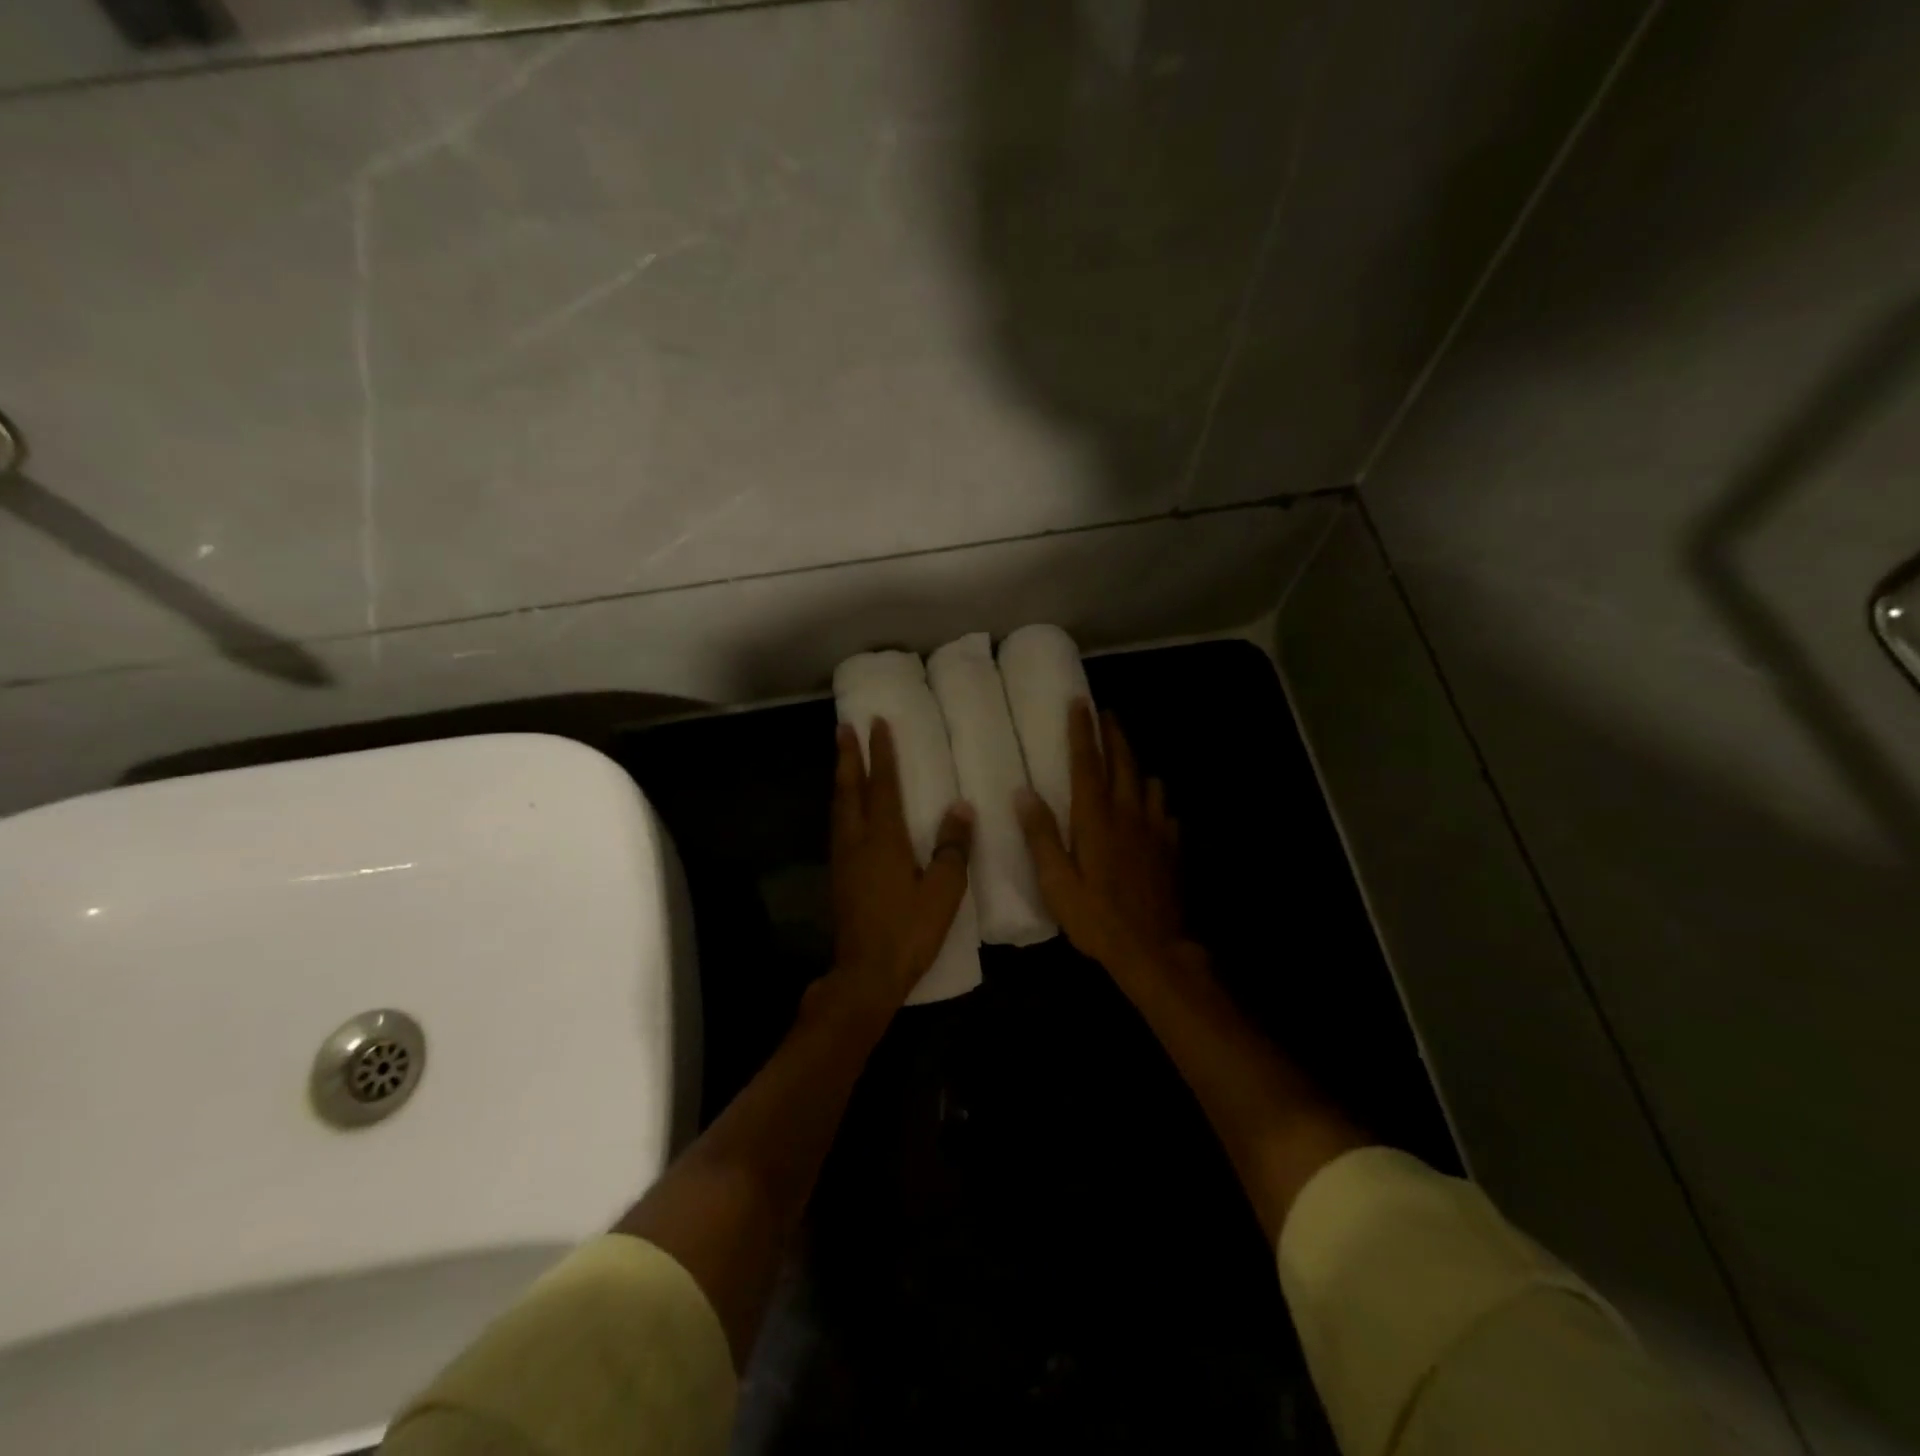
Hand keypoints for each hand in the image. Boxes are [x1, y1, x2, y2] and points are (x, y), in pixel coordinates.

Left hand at [831, 718, 974, 1007]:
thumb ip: (952, 848)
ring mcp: (843, 859)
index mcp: (883, 839)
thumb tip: (960, 808)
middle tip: (843, 727)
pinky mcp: (839, 877)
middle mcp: (857, 841)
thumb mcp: (943, 891)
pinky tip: (847, 810)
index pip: (882, 785)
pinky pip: (838, 826)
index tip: (877, 723)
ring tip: (843, 759)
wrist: (866, 974)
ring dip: (841, 779)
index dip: (881, 753)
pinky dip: (841, 805)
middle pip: (849, 789)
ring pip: (839, 807)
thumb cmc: (909, 931)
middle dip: (847, 756)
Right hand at [1016, 702, 1183, 976]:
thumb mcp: (1057, 882)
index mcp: (1096, 819)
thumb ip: (1041, 835)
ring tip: (1128, 759)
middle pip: (1123, 763)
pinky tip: (1153, 809)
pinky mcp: (1172, 849)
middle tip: (1107, 714)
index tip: (1080, 702)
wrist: (1153, 949)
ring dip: (1137, 765)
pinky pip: (1166, 813)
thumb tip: (1023, 793)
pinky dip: (1156, 802)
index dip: (1083, 731)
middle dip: (1114, 735)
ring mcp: (1155, 830)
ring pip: (1150, 783)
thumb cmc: (1097, 917)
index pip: (1088, 764)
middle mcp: (1129, 814)